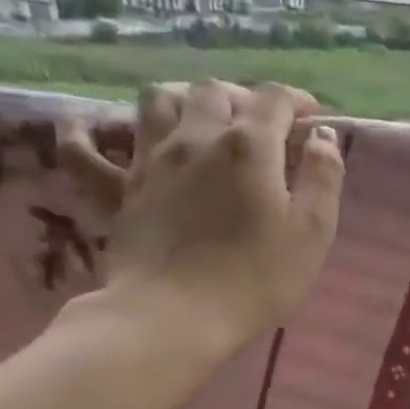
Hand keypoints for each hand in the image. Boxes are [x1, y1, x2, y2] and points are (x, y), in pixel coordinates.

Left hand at [59, 80, 343, 359]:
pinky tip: (91, 128)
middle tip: (263, 125)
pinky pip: (85, 150)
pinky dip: (88, 132)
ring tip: (201, 120)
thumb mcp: (313, 231)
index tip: (311, 118)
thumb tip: (323, 137)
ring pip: (159, 101)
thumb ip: (324, 177)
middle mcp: (197, 138)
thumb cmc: (258, 277)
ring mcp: (151, 160)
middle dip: (244, 98)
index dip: (296, 101)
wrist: (177, 316)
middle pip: (216, 92)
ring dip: (185, 99)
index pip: (274, 100)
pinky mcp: (119, 189)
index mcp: (249, 146)